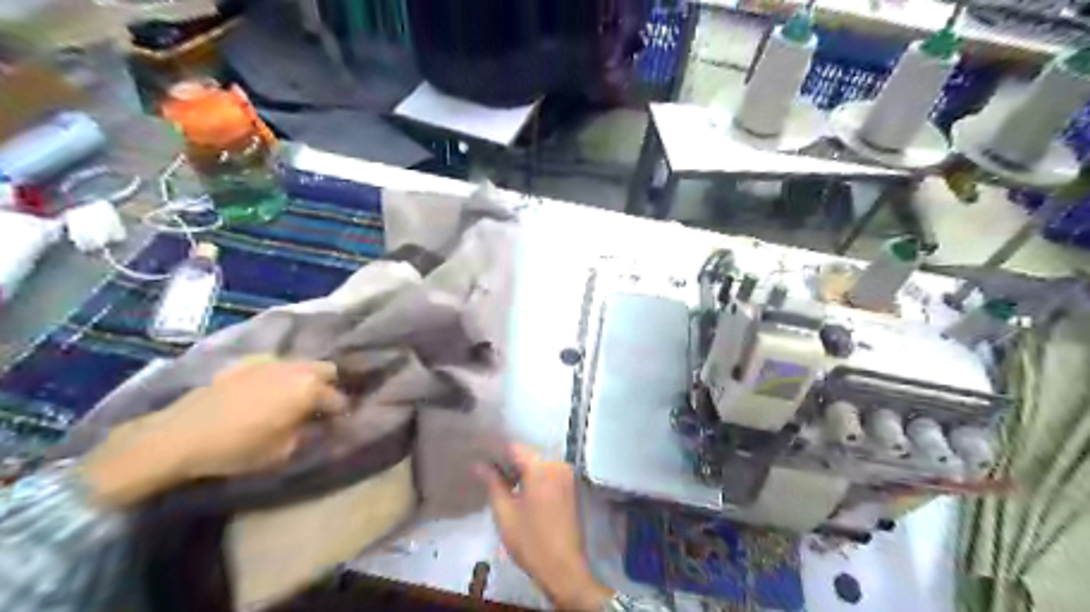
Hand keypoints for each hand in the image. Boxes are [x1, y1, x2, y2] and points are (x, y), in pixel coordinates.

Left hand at [84, 359, 344, 505]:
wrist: (179, 436)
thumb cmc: (238, 448)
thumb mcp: (283, 451)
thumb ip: (309, 434)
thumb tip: (320, 426)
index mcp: (309, 389)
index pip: (338, 400)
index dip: (340, 415)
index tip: (337, 426)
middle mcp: (295, 368)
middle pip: (326, 371)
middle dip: (328, 387)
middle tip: (319, 408)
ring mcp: (270, 362)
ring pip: (301, 365)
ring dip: (305, 379)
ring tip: (295, 399)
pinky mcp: (246, 364)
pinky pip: (275, 366)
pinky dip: (279, 376)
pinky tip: (266, 392)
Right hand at [478, 444, 611, 611]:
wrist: (564, 569)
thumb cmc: (531, 542)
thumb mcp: (505, 513)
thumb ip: (492, 483)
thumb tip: (478, 463)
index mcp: (542, 468)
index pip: (515, 448)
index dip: (495, 452)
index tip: (480, 458)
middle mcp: (558, 465)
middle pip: (528, 454)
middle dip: (508, 461)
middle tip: (487, 472)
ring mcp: (567, 475)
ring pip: (538, 463)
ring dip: (521, 470)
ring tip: (500, 481)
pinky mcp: (570, 487)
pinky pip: (548, 472)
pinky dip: (533, 477)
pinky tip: (519, 489)